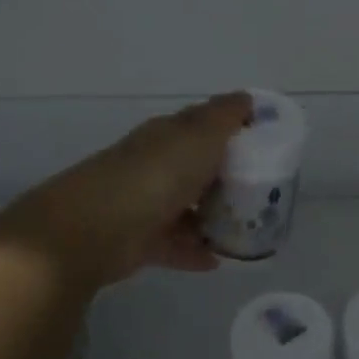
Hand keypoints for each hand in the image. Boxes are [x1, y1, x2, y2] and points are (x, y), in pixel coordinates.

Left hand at [0, 92, 251, 290]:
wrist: (93, 227)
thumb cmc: (156, 174)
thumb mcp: (199, 136)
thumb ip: (225, 117)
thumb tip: (246, 97)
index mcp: (169, 134)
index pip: (203, 124)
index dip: (232, 128)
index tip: (264, 142)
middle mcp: (156, 164)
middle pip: (196, 166)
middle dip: (226, 176)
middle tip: (263, 191)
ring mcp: (145, 202)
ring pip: (186, 206)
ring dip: (211, 216)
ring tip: (245, 230)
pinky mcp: (138, 241)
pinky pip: (174, 244)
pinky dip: (194, 251)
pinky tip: (217, 261)